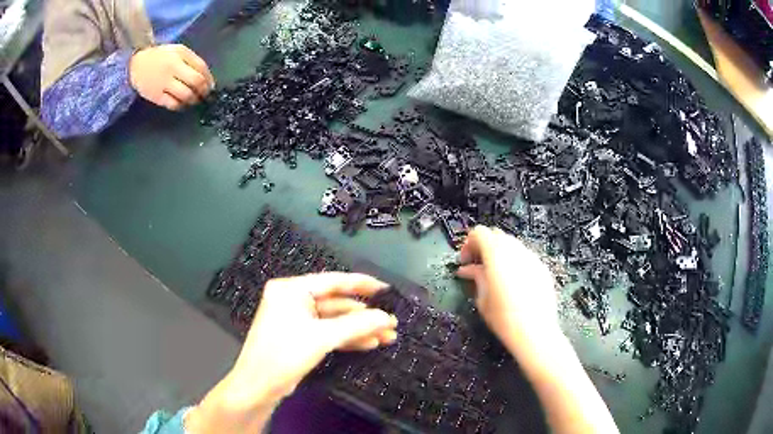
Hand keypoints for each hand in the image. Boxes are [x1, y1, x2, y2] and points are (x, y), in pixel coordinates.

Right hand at [129, 44, 214, 110]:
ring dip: (194, 100)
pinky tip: (183, 104)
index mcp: (180, 55)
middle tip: (206, 95)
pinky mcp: (156, 96)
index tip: (211, 86)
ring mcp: (163, 83)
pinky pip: (173, 104)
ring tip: (195, 100)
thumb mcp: (179, 51)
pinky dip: (181, 106)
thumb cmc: (161, 56)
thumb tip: (207, 79)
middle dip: (204, 91)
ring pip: (185, 95)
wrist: (136, 64)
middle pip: (195, 82)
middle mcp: (173, 68)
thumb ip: (193, 61)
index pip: (201, 68)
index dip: (209, 79)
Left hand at [186, 273, 397, 432]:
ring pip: (334, 320)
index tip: (385, 290)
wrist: (259, 385)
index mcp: (291, 289)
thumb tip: (386, 318)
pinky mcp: (300, 336)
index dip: (361, 284)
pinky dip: (347, 338)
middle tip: (390, 323)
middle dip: (364, 316)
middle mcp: (293, 299)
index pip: (332, 281)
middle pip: (336, 303)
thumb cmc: (285, 353)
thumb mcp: (322, 337)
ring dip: (359, 329)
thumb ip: (356, 325)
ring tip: (386, 336)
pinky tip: (369, 343)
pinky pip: (327, 332)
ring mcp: (296, 319)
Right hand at [457, 226, 558, 354]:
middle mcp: (515, 249)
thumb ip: (476, 277)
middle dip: (484, 246)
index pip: (480, 232)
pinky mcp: (542, 267)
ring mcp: (532, 257)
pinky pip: (525, 257)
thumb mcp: (483, 298)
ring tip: (495, 274)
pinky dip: (515, 262)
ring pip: (512, 244)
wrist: (535, 332)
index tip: (465, 261)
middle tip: (477, 266)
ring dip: (500, 253)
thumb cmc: (503, 318)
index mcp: (496, 254)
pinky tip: (513, 282)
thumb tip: (467, 269)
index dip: (469, 243)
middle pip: (497, 235)